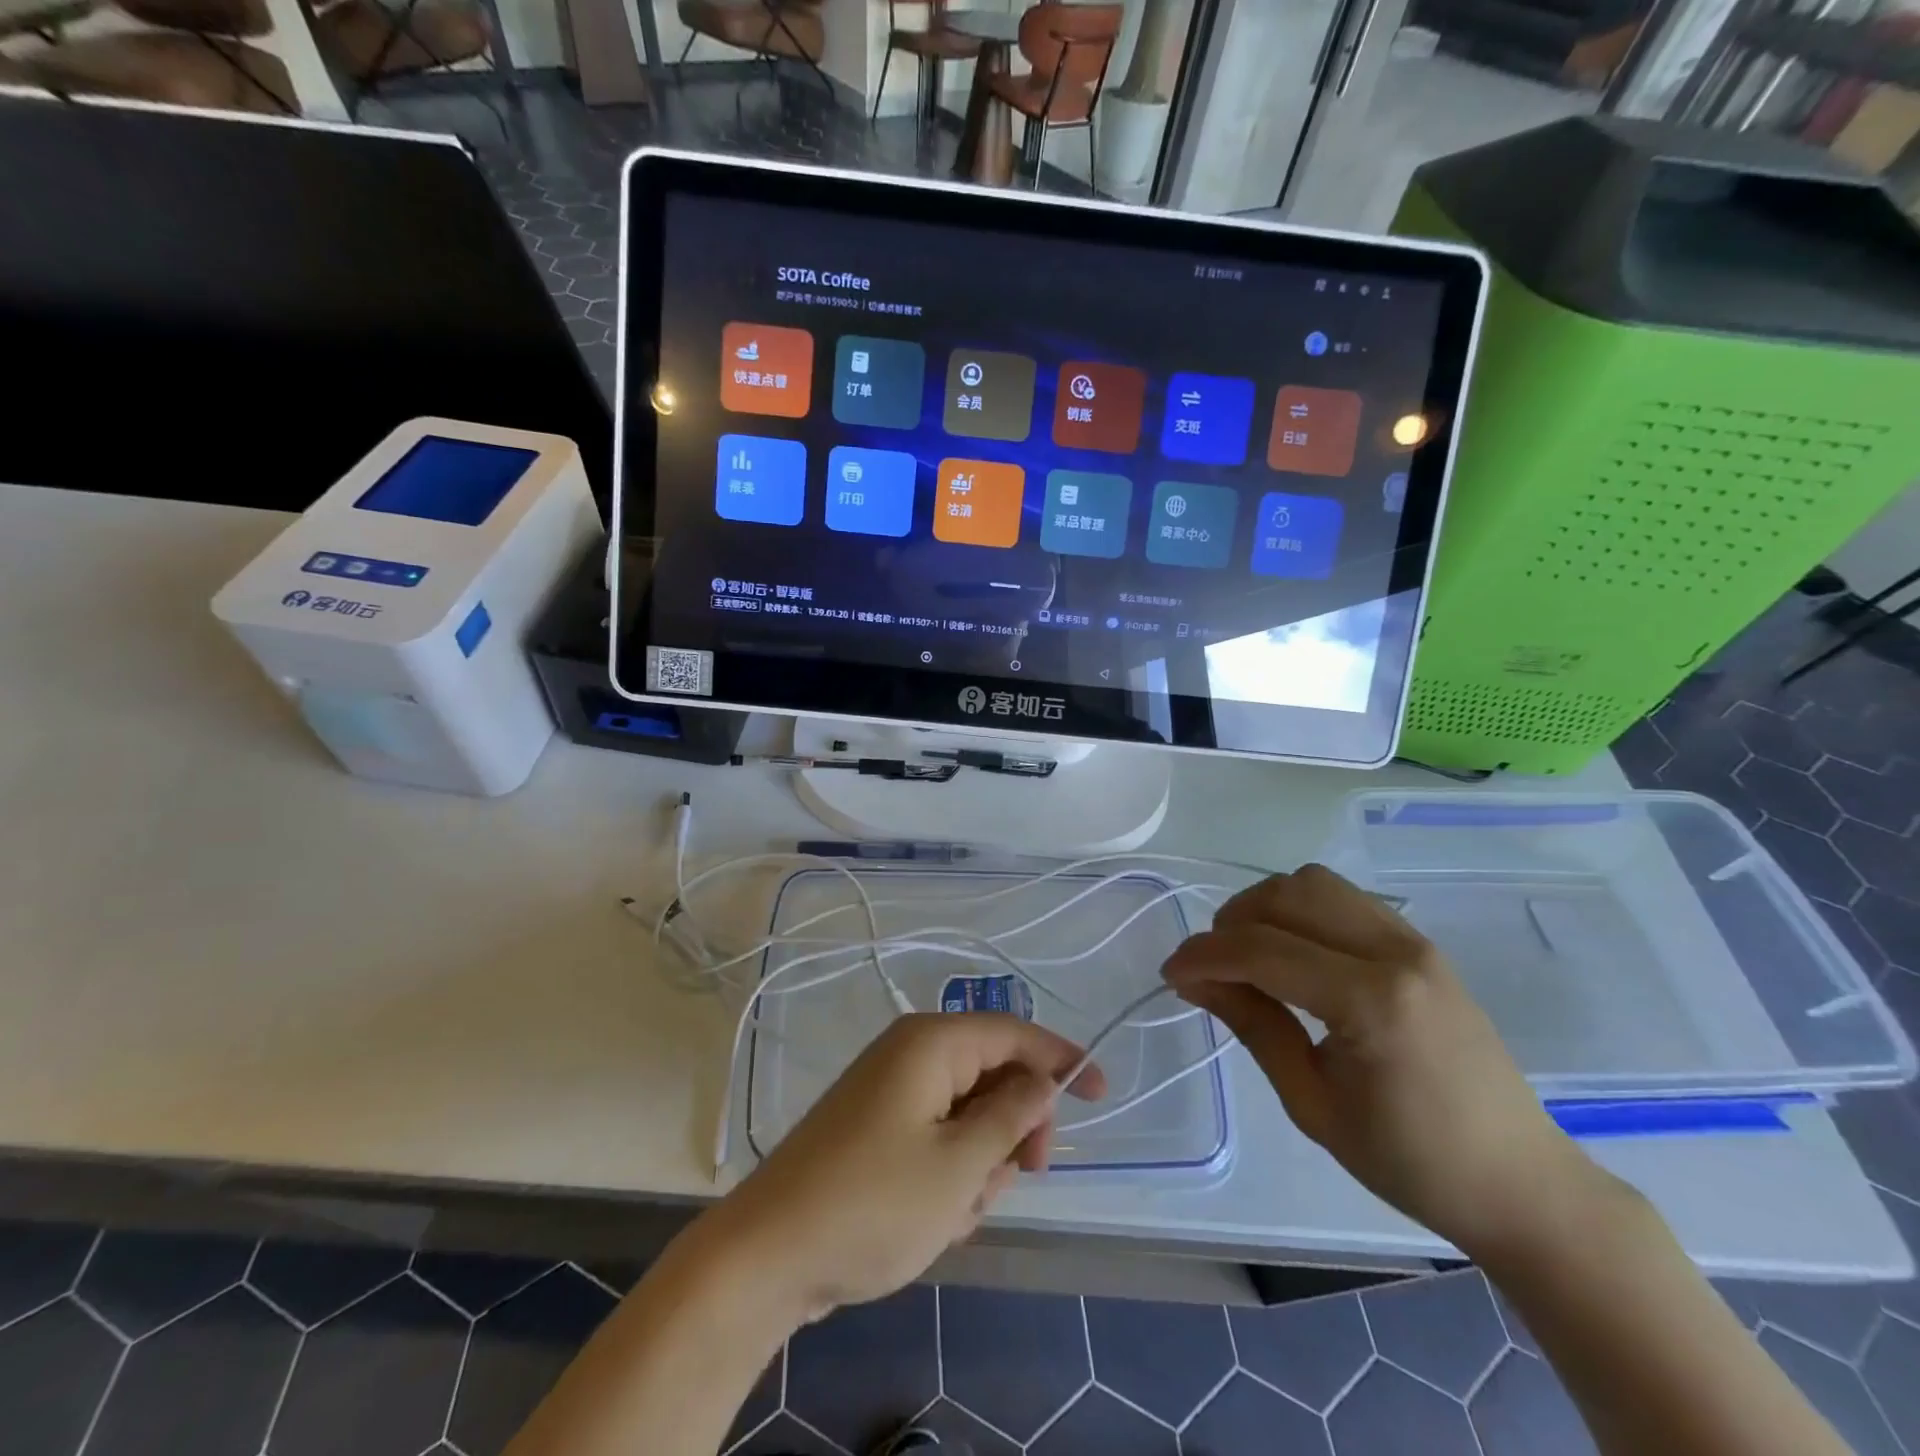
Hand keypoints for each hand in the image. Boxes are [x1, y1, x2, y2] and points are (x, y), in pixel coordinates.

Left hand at [703, 1013, 1105, 1324]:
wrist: (766, 1256)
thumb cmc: (872, 1204)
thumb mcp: (959, 1165)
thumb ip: (1012, 1116)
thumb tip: (1043, 1080)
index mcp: (931, 1044)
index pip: (1014, 1033)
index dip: (1061, 1058)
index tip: (1101, 1093)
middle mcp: (911, 1055)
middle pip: (993, 1076)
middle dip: (1014, 1130)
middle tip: (1020, 1177)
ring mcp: (890, 1093)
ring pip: (968, 1117)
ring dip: (979, 1165)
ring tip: (955, 1211)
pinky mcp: (877, 1131)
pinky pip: (937, 1141)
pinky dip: (949, 1177)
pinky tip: (931, 1220)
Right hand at [1164, 864, 1608, 1259]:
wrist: (1519, 1182)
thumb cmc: (1410, 1161)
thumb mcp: (1312, 1104)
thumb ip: (1253, 1026)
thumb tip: (1194, 980)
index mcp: (1371, 1001)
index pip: (1262, 949)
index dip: (1204, 955)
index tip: (1171, 974)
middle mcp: (1395, 952)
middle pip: (1286, 896)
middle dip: (1231, 922)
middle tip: (1210, 967)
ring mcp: (1414, 941)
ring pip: (1314, 883)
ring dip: (1266, 907)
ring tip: (1248, 954)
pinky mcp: (1420, 944)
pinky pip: (1344, 899)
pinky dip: (1301, 910)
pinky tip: (1292, 952)